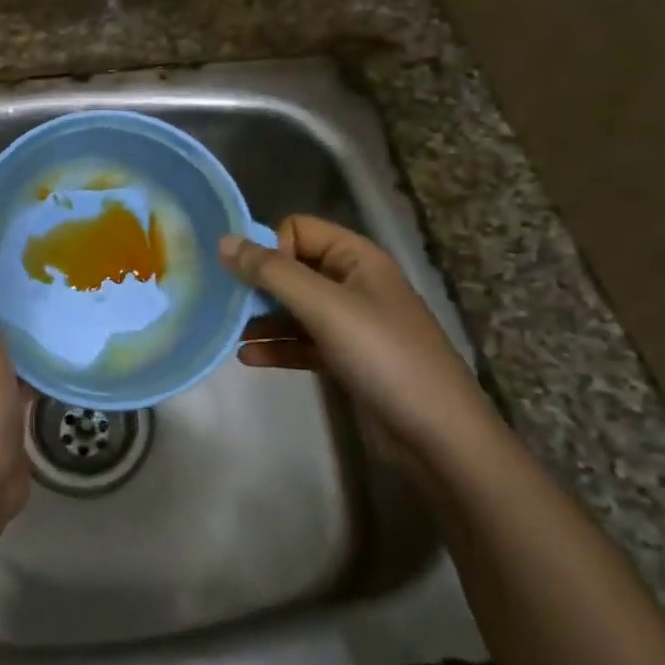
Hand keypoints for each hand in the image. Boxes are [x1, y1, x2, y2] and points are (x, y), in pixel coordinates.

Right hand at [221, 215, 497, 458]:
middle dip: (258, 284)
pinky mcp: (346, 358)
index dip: (272, 249)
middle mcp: (352, 282)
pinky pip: (302, 341)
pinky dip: (277, 345)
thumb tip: (224, 240)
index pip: (298, 229)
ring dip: (262, 318)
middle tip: (227, 306)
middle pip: (292, 268)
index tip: (253, 281)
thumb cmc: (383, 356)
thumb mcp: (324, 307)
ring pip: (294, 307)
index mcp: (356, 257)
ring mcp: (351, 322)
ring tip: (230, 333)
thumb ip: (272, 272)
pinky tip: (248, 357)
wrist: (440, 434)